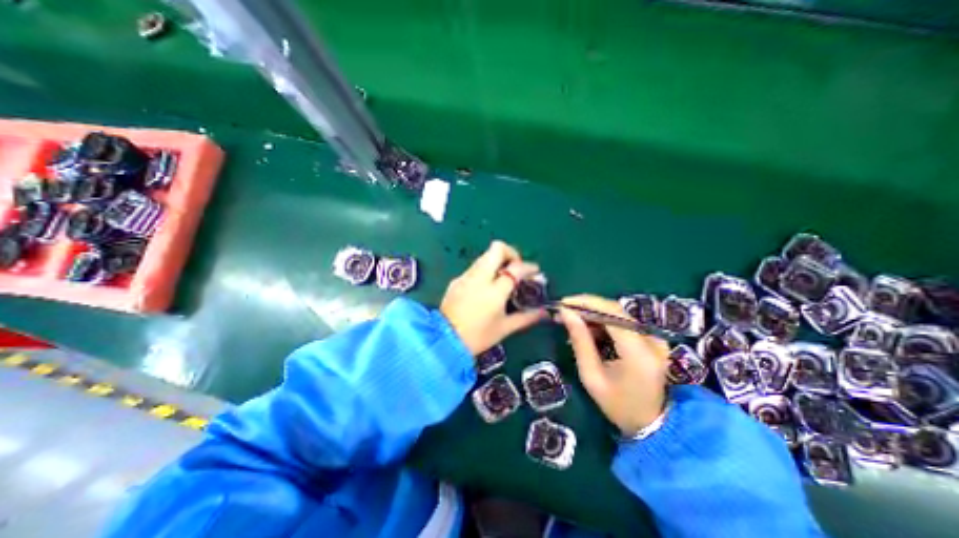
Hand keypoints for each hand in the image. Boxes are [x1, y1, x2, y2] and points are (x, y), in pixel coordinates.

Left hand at [441, 240, 546, 357]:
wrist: (444, 341)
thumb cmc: (478, 336)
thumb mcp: (505, 328)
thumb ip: (526, 317)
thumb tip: (544, 312)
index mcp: (494, 290)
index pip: (516, 268)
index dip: (529, 267)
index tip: (534, 272)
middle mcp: (480, 277)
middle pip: (497, 249)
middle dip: (511, 253)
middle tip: (516, 268)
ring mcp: (466, 277)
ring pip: (485, 257)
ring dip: (497, 262)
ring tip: (502, 279)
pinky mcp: (457, 280)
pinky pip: (475, 268)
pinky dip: (485, 271)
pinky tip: (486, 288)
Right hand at [560, 295, 668, 437]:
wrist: (653, 425)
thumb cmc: (618, 405)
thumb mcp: (592, 376)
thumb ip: (580, 342)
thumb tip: (566, 313)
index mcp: (638, 352)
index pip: (612, 312)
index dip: (586, 303)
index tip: (563, 303)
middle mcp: (652, 339)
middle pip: (615, 309)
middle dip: (586, 307)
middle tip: (563, 311)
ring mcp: (655, 337)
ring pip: (618, 313)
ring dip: (593, 313)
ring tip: (571, 320)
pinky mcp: (652, 338)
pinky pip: (623, 321)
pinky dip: (603, 322)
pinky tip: (588, 329)